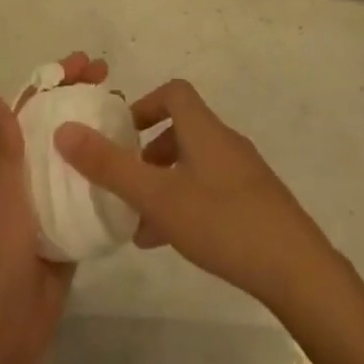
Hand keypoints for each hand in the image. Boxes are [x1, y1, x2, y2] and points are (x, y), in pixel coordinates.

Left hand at [0, 51, 107, 363]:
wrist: (4, 330)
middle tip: (117, 85)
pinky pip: (91, 199)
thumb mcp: (2, 192)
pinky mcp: (69, 235)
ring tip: (132, 119)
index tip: (86, 63)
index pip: (33, 109)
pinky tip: (136, 171)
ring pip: (78, 161)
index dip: (56, 82)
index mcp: (10, 165)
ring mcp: (51, 208)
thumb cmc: (0, 253)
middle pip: (59, 128)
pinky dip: (109, 180)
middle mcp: (29, 179)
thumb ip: (0, 145)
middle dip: (82, 102)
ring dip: (98, 136)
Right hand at [54, 78, 334, 312]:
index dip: (145, 104)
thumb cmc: (222, 223)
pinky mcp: (257, 204)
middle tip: (125, 182)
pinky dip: (186, 203)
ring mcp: (245, 174)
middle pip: (182, 130)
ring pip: (194, 165)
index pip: (174, 92)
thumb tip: (64, 131)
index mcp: (204, 130)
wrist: (299, 271)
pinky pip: (211, 190)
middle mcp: (226, 143)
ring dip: (165, 184)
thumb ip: (109, 166)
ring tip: (140, 223)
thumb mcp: (157, 197)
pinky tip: (172, 242)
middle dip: (148, 153)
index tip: (122, 133)